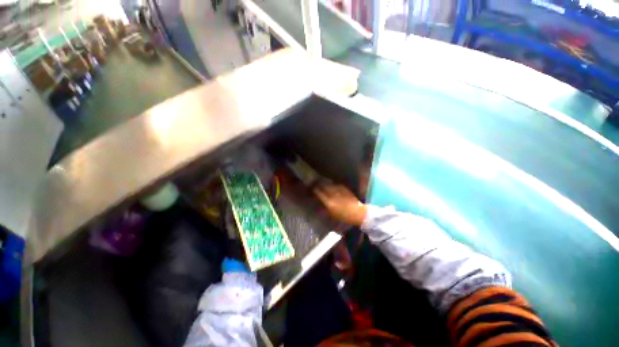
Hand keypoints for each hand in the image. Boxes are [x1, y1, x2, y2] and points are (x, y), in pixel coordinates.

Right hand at [314, 183, 366, 225]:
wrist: (358, 213)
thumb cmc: (344, 217)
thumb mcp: (332, 215)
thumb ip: (326, 207)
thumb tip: (321, 202)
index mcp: (329, 203)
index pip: (319, 194)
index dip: (315, 190)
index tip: (313, 188)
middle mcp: (333, 195)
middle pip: (324, 187)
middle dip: (319, 185)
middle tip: (316, 184)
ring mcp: (339, 191)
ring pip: (330, 185)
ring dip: (326, 184)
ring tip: (323, 183)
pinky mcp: (345, 189)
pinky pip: (337, 185)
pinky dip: (334, 185)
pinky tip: (333, 185)